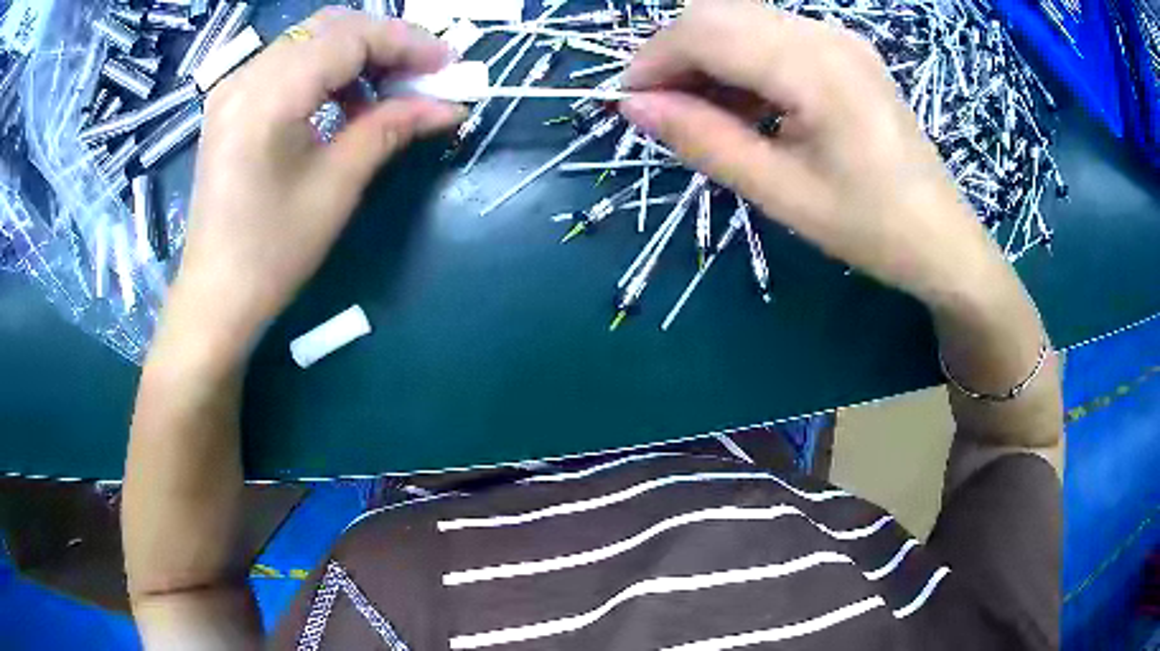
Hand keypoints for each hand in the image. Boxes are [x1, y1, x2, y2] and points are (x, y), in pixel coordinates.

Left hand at [171, 8, 462, 351]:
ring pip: (310, 40)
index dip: (407, 43)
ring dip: (357, 54)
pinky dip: (326, 70)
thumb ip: (390, 129)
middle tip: (423, 73)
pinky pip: (288, 63)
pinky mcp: (231, 103)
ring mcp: (233, 87)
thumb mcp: (337, 187)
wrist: (215, 297)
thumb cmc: (272, 253)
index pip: (350, 38)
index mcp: (268, 96)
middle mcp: (246, 77)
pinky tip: (345, 101)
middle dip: (385, 42)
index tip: (448, 64)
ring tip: (388, 91)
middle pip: (330, 27)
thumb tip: (447, 105)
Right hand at [620, 0, 1009, 305]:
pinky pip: (771, 34)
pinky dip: (739, 59)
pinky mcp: (843, 49)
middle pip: (718, 12)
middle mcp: (825, 33)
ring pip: (741, 18)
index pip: (705, 31)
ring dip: (705, 55)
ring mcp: (838, 37)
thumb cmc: (871, 228)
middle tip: (660, 109)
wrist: (943, 239)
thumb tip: (635, 107)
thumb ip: (705, 141)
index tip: (628, 104)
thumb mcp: (782, 193)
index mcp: (815, 67)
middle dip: (674, 53)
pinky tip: (742, 102)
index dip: (653, 60)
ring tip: (700, 112)